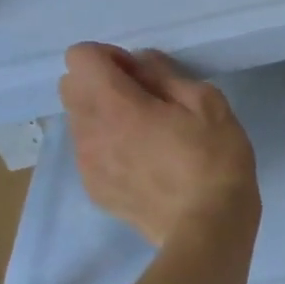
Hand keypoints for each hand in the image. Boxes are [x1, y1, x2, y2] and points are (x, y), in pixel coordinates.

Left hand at [58, 44, 259, 245]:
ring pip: (78, 120)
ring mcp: (87, 165)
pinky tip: (145, 161)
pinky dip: (108, 144)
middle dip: (101, 82)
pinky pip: (89, 151)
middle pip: (69, 86)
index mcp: (116, 106)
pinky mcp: (95, 190)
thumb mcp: (208, 103)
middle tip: (145, 99)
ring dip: (104, 114)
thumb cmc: (215, 159)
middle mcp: (90, 132)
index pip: (79, 57)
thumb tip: (140, 62)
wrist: (207, 228)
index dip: (110, 56)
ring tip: (147, 133)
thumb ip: (166, 75)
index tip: (142, 73)